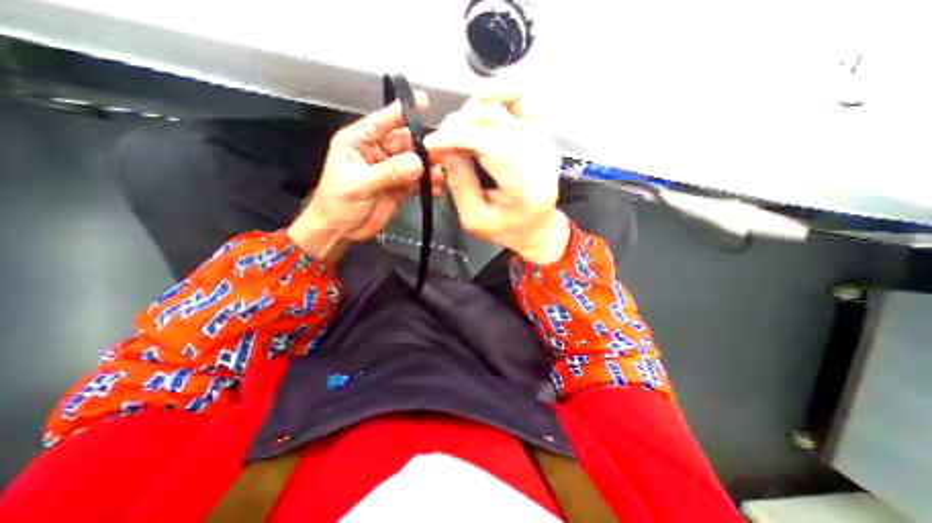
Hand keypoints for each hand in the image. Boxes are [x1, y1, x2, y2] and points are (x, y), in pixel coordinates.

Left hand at [286, 91, 441, 261]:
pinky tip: (436, 188)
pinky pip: (417, 182)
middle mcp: (376, 153)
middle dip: (422, 146)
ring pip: (413, 163)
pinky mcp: (399, 188)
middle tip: (442, 150)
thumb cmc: (338, 203)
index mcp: (359, 142)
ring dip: (428, 167)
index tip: (423, 102)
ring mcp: (390, 171)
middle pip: (404, 143)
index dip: (401, 111)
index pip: (381, 121)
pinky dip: (427, 185)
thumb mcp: (360, 184)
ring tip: (441, 172)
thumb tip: (418, 164)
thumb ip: (389, 172)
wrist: (340, 231)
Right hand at [426, 92, 568, 265]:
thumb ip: (459, 183)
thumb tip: (444, 148)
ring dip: (473, 111)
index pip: (490, 146)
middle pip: (495, 122)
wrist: (538, 228)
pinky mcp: (544, 136)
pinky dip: (497, 95)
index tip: (432, 142)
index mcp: (522, 188)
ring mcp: (544, 144)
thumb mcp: (474, 218)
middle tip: (441, 137)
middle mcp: (538, 161)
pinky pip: (522, 101)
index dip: (457, 137)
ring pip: (505, 108)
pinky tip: (479, 106)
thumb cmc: (506, 229)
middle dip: (459, 124)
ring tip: (457, 128)